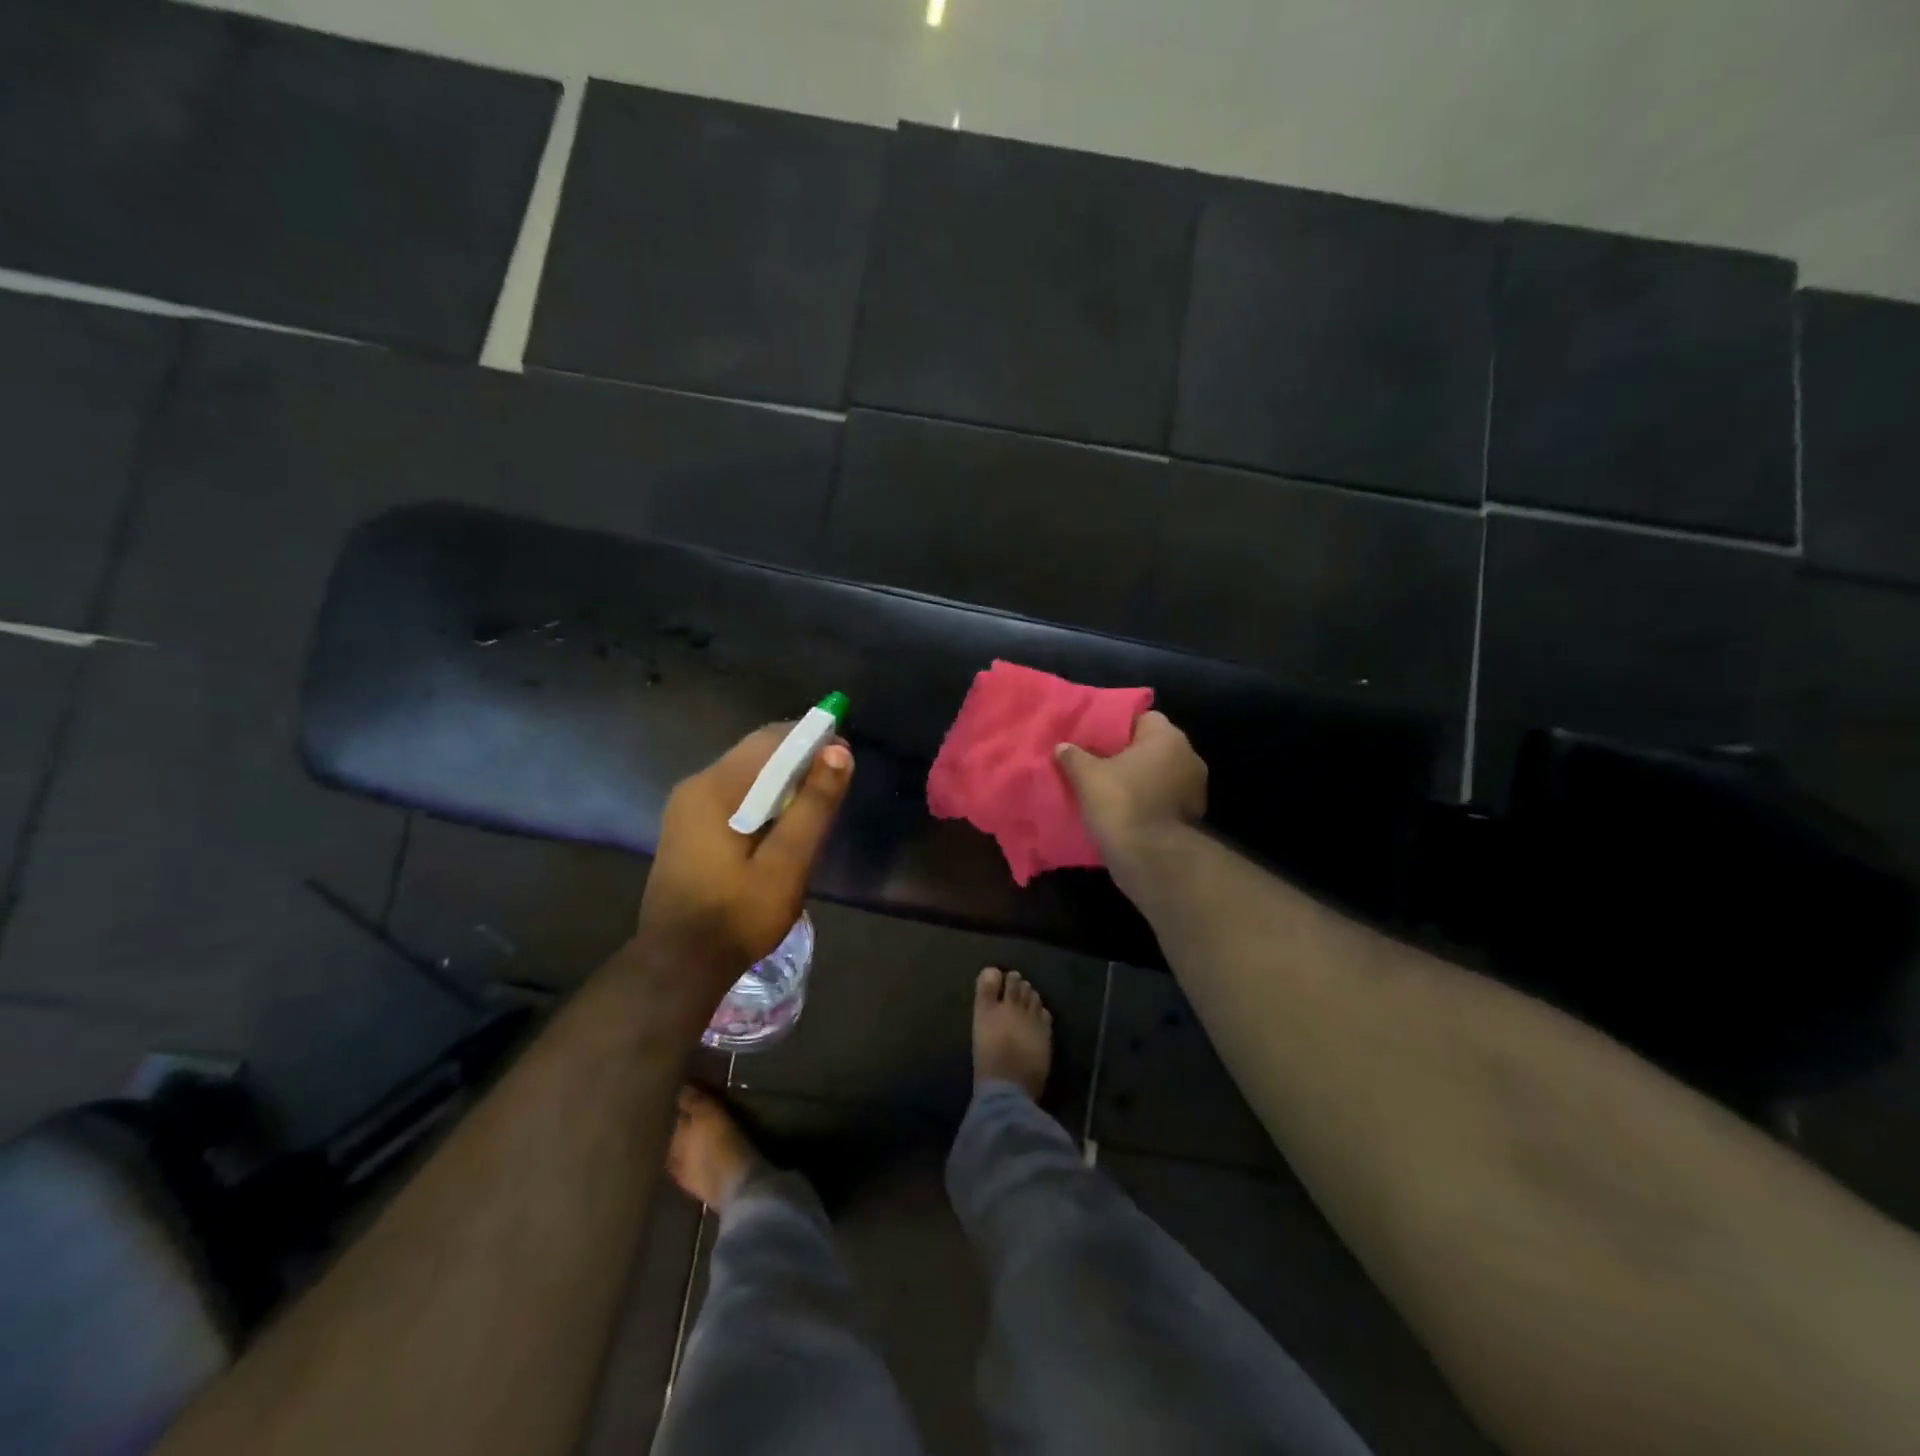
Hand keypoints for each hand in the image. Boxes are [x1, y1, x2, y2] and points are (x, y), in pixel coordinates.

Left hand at [633, 725, 853, 993]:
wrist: (679, 966)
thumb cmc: (738, 916)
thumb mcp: (787, 863)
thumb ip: (814, 806)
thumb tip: (839, 751)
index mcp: (714, 788)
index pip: (770, 741)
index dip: (812, 739)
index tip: (846, 756)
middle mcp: (695, 787)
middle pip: (756, 754)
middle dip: (799, 758)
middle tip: (838, 780)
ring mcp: (687, 808)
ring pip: (746, 775)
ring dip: (784, 779)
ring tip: (818, 801)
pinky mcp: (689, 829)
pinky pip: (734, 795)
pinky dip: (765, 797)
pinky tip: (785, 822)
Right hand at [1055, 711, 1206, 863]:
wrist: (1150, 857)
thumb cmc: (1120, 803)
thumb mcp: (1086, 776)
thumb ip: (1074, 756)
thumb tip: (1062, 747)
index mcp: (1168, 738)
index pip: (1144, 718)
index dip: (1120, 727)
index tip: (1099, 740)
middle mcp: (1189, 757)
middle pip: (1154, 747)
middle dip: (1130, 755)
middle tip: (1101, 763)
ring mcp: (1195, 789)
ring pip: (1161, 775)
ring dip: (1142, 781)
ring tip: (1112, 789)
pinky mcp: (1192, 817)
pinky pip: (1165, 800)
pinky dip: (1150, 803)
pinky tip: (1127, 812)